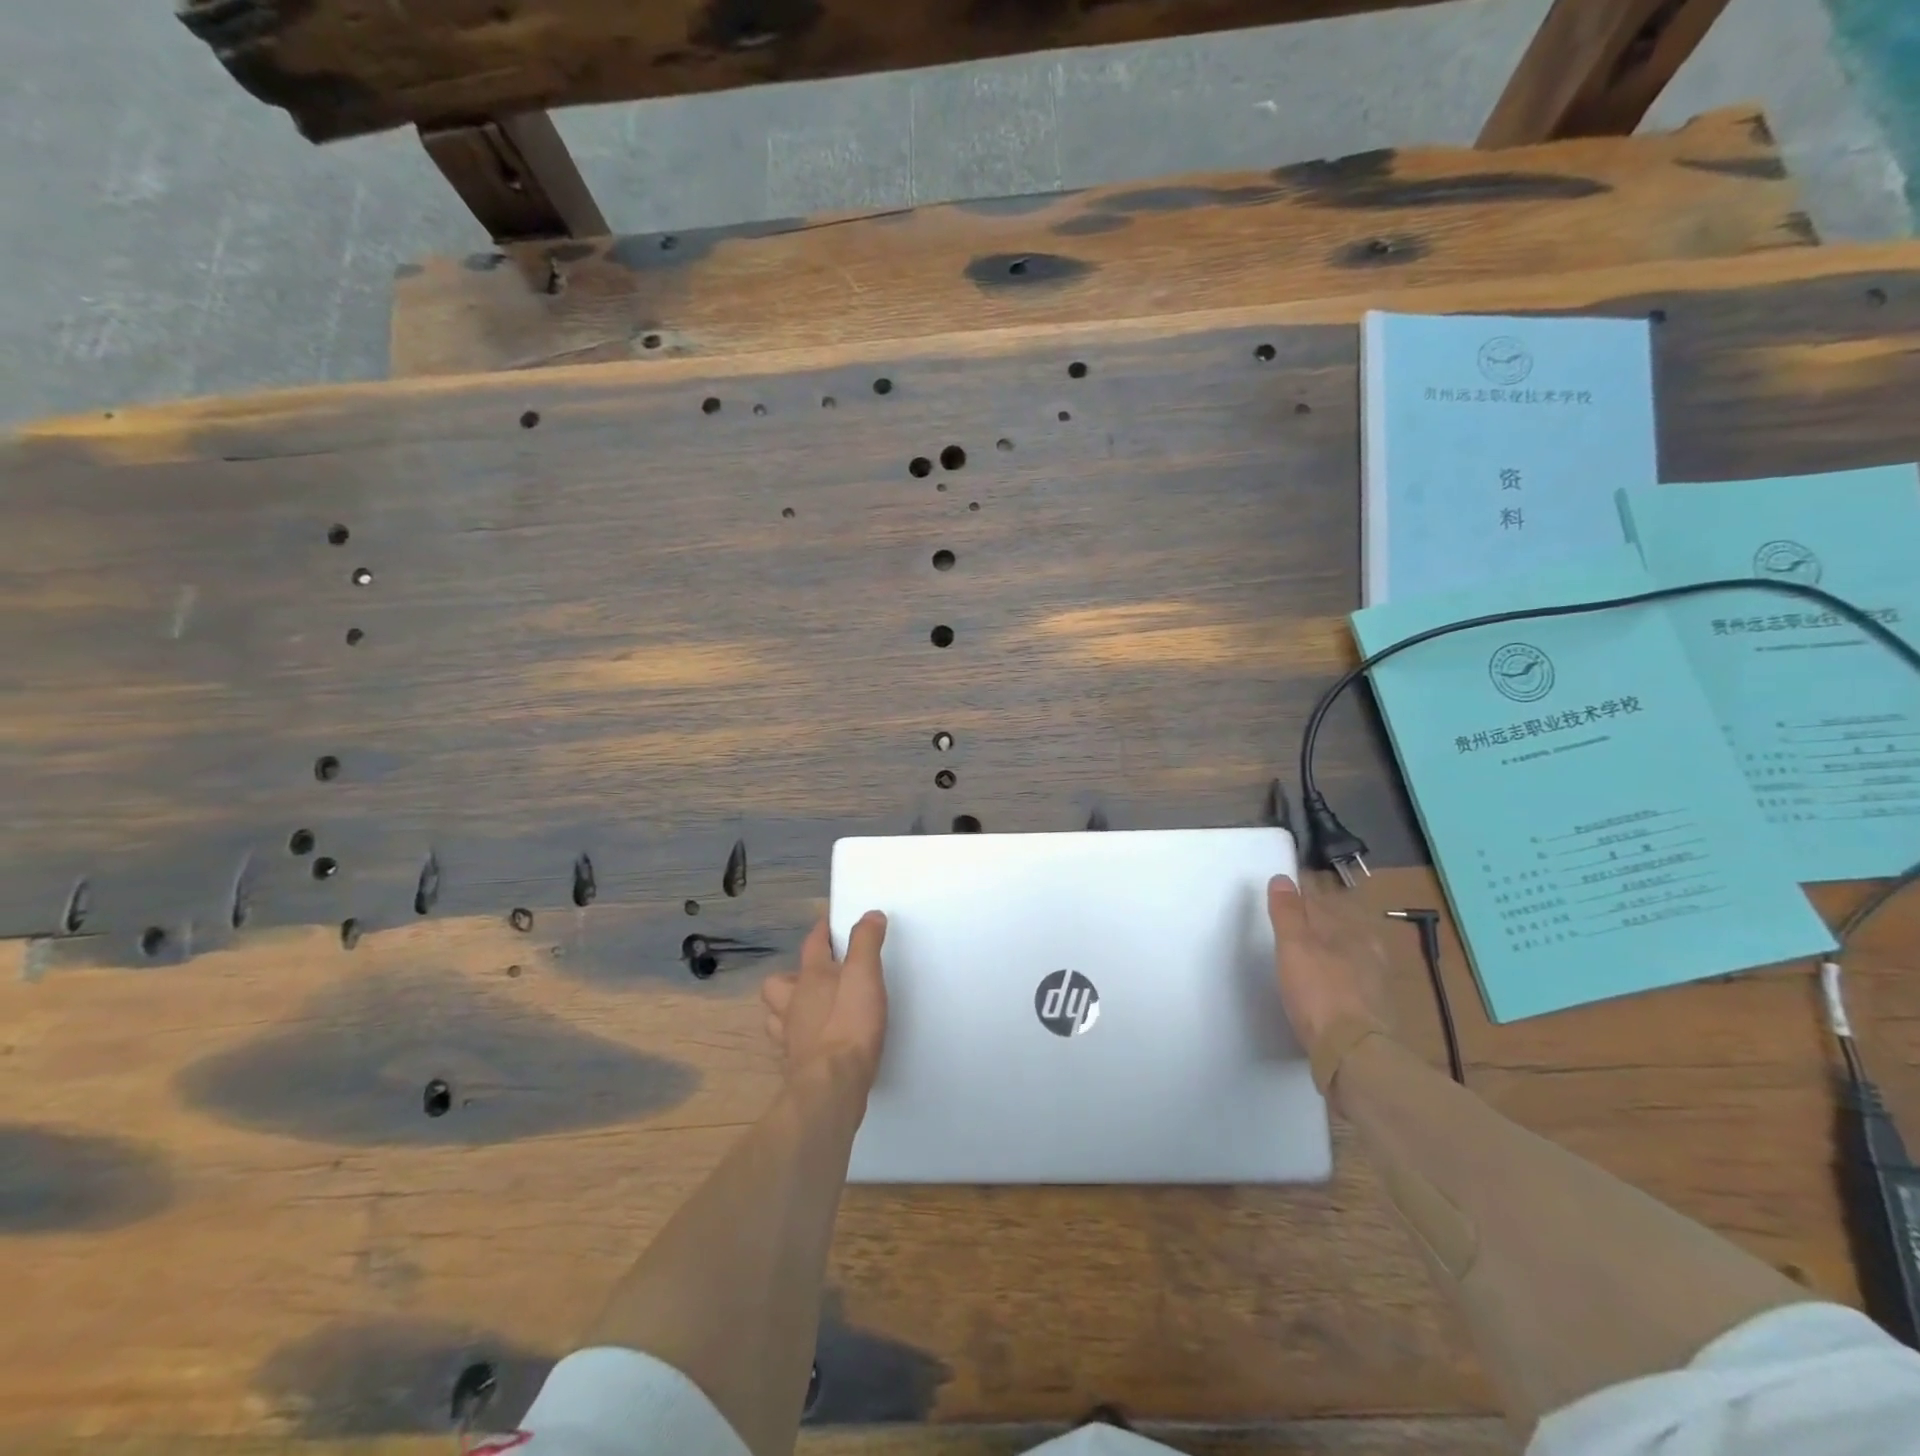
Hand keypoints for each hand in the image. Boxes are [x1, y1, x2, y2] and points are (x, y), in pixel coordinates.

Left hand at [761, 913, 888, 1094]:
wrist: (832, 1086)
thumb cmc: (849, 1024)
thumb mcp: (865, 975)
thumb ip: (866, 942)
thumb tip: (870, 914)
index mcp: (810, 978)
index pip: (813, 944)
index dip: (822, 930)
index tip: (830, 922)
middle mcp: (793, 1004)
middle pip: (778, 983)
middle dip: (792, 977)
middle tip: (815, 979)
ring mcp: (790, 1037)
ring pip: (776, 1016)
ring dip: (788, 1009)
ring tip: (809, 1010)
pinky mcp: (795, 1066)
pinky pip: (789, 1046)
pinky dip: (798, 1040)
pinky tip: (814, 1043)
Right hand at [1267, 875, 1390, 1056]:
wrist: (1353, 1056)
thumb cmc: (1320, 993)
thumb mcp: (1294, 947)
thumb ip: (1288, 912)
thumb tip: (1282, 878)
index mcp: (1353, 932)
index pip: (1323, 903)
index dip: (1302, 898)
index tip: (1284, 897)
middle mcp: (1370, 953)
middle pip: (1338, 929)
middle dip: (1318, 924)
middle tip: (1293, 924)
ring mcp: (1375, 985)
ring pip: (1347, 957)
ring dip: (1329, 952)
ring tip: (1308, 954)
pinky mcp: (1373, 1013)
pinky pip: (1351, 983)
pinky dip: (1336, 978)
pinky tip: (1326, 987)